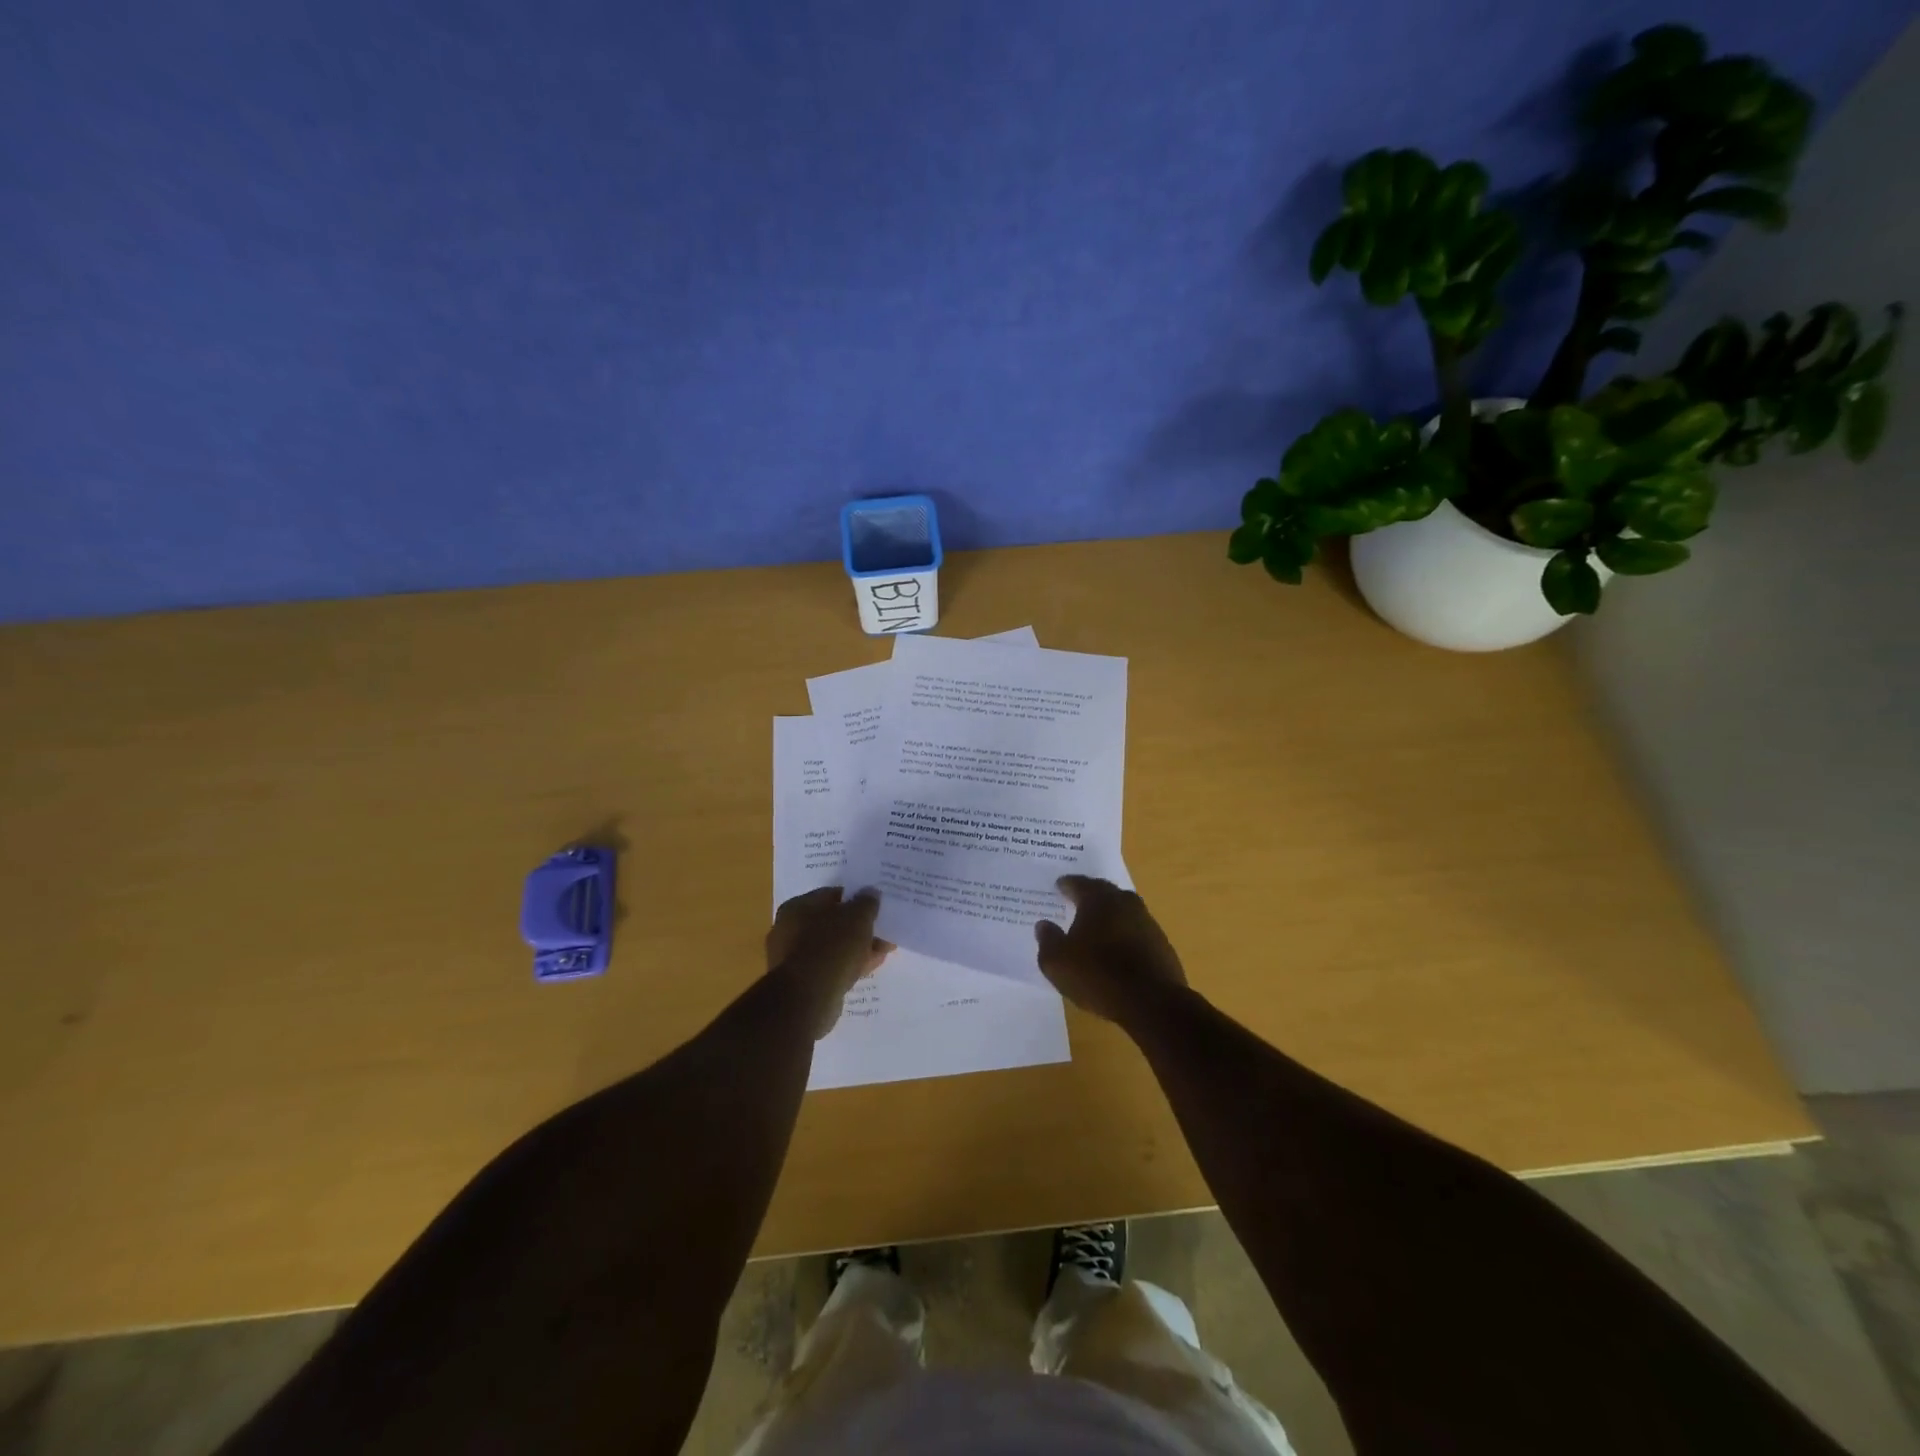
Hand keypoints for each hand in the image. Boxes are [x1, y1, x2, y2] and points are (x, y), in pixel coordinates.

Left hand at [767, 887, 894, 1037]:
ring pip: (833, 947)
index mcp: (797, 907)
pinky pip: (830, 967)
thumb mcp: (858, 916)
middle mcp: (789, 930)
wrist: (808, 997)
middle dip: (860, 928)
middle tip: (882, 931)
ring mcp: (793, 959)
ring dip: (858, 947)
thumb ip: (867, 902)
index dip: (856, 899)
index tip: (875, 906)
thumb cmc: (831, 945)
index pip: (831, 895)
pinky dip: (849, 965)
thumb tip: (870, 894)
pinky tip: (870, 967)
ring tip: (884, 950)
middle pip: (832, 923)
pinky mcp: (802, 983)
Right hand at [1035, 876, 1187, 1024]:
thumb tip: (1044, 925)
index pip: (1079, 883)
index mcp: (1098, 900)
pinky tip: (1117, 948)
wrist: (1153, 1002)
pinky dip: (1124, 934)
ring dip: (1109, 914)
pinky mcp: (1161, 943)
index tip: (1059, 886)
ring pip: (1123, 910)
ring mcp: (1147, 922)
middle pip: (1104, 891)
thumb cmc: (1098, 975)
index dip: (1067, 885)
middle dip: (1090, 894)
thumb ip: (1047, 940)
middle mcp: (1124, 903)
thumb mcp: (1057, 963)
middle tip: (1077, 900)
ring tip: (1096, 925)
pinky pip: (1136, 930)